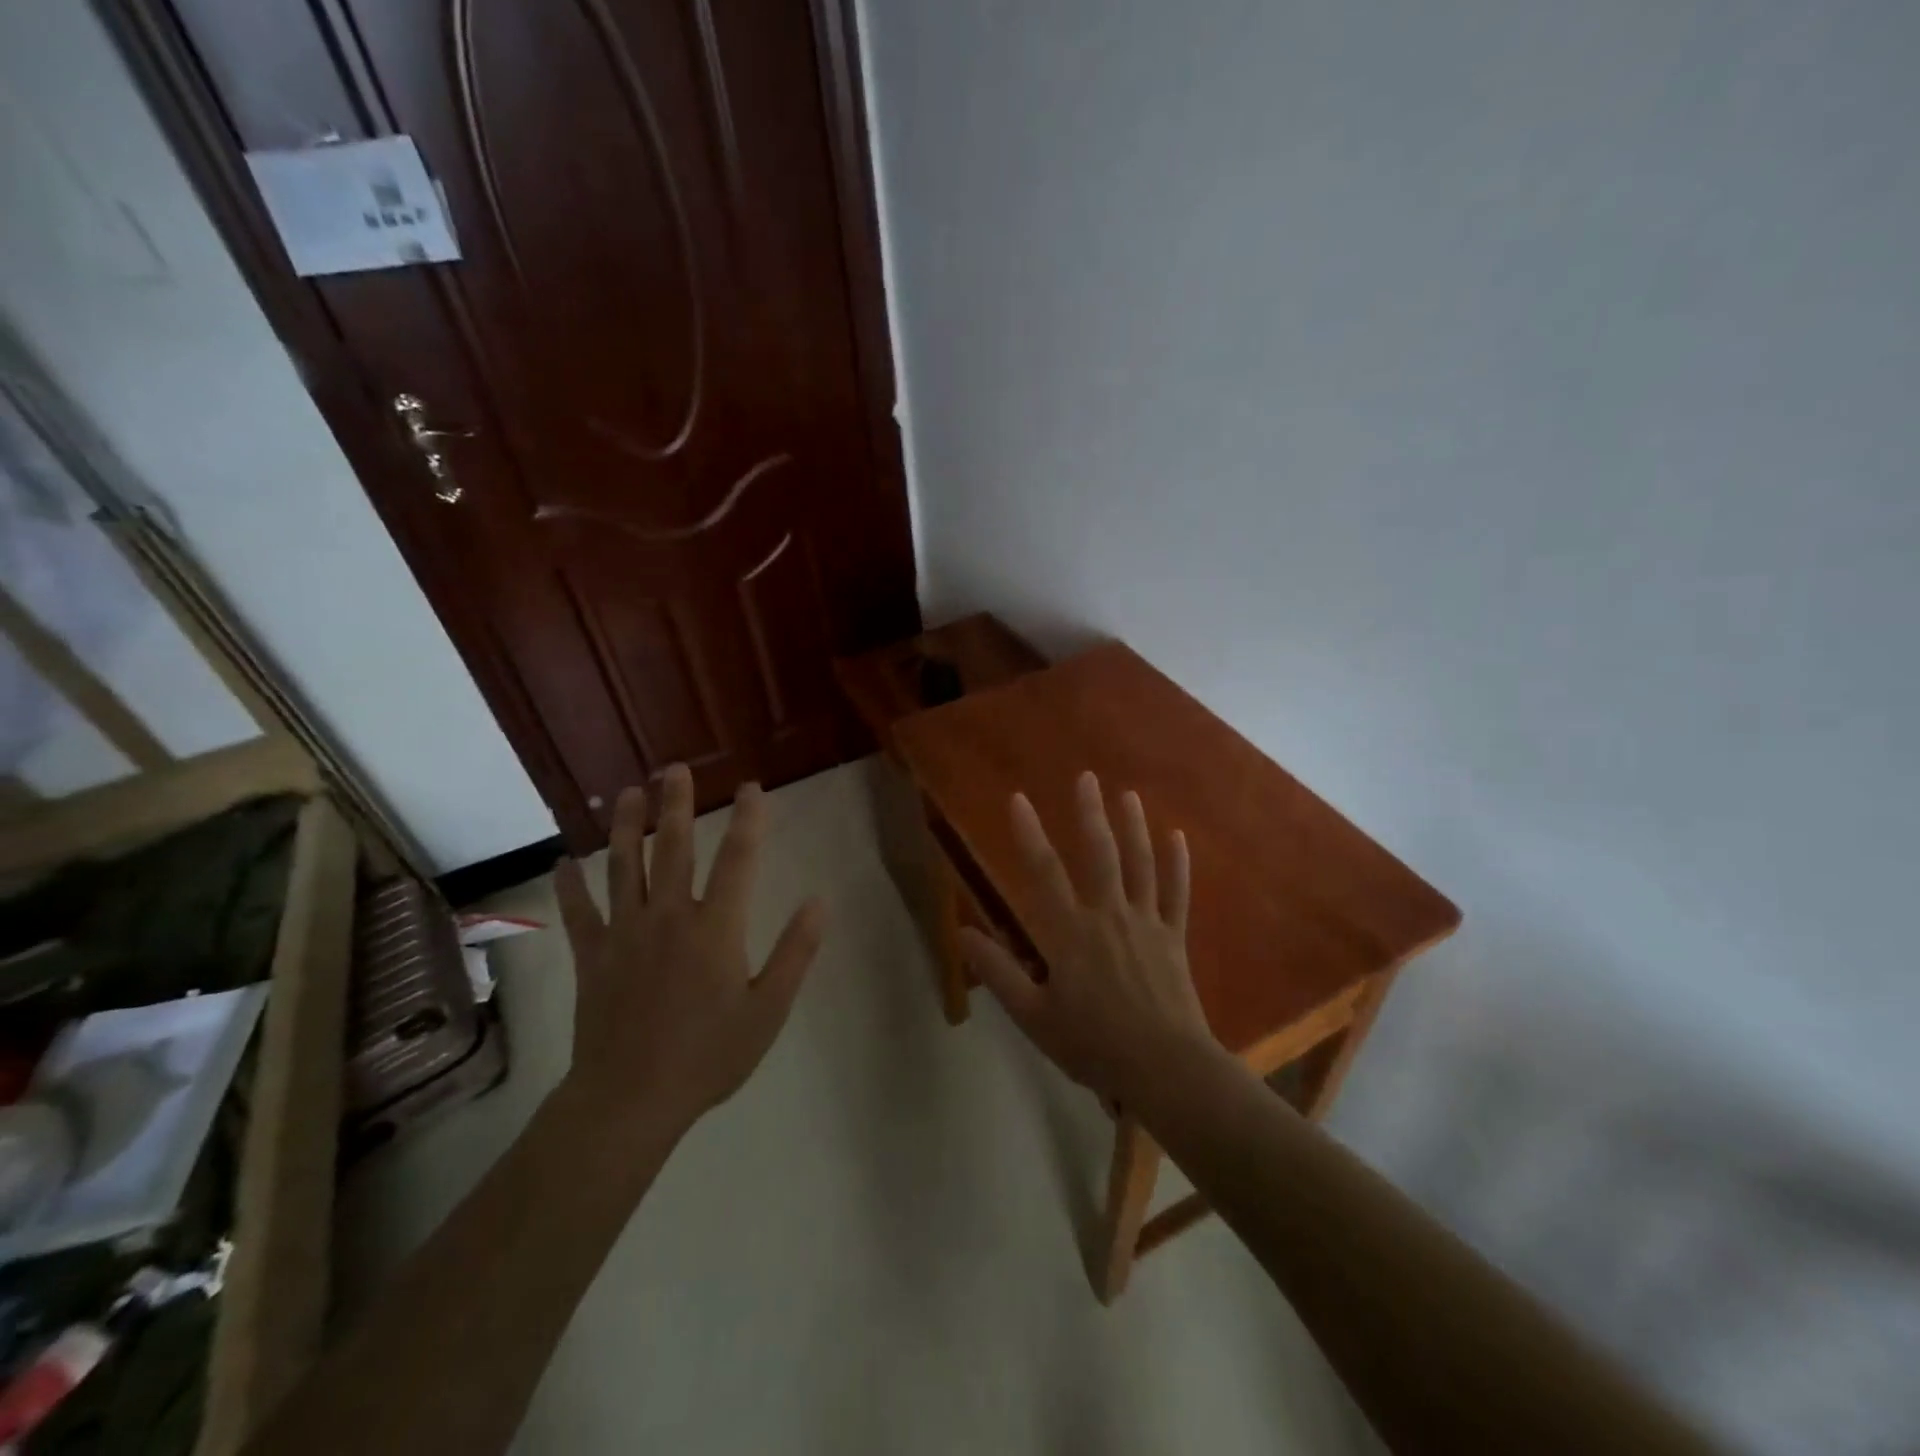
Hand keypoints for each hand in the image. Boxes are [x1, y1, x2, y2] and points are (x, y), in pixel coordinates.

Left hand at [554, 763, 826, 1136]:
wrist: (630, 1100)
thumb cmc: (709, 1056)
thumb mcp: (769, 1010)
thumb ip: (796, 952)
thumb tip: (820, 901)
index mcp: (716, 928)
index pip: (738, 859)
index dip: (749, 820)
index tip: (752, 787)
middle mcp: (669, 917)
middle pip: (674, 848)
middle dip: (676, 804)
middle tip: (674, 768)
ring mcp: (625, 933)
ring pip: (624, 867)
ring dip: (626, 826)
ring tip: (627, 792)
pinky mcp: (593, 956)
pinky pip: (579, 913)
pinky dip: (570, 886)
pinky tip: (564, 862)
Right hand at [959, 771, 1212, 1104]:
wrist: (1165, 1068)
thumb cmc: (1093, 1044)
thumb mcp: (1033, 1016)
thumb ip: (999, 972)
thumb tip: (963, 932)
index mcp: (1070, 933)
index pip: (1044, 873)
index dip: (1029, 834)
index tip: (1019, 799)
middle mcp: (1109, 915)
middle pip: (1099, 854)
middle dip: (1089, 814)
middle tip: (1086, 777)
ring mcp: (1146, 923)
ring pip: (1140, 864)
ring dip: (1133, 827)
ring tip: (1128, 795)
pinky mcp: (1173, 937)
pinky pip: (1177, 893)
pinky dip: (1177, 864)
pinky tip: (1178, 836)